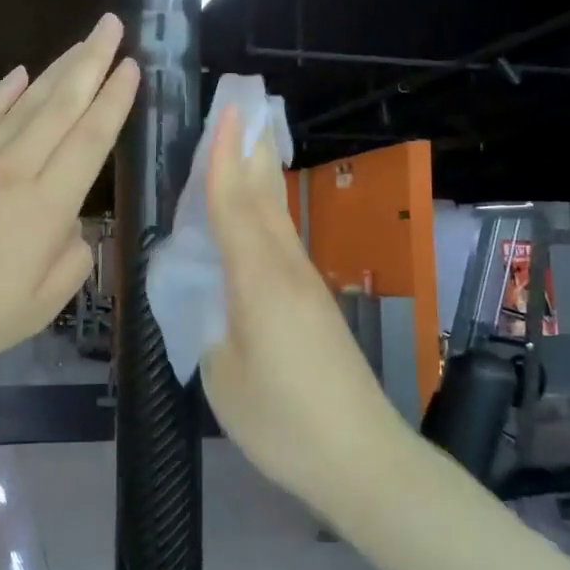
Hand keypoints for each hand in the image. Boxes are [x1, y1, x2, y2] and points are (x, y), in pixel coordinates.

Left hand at [0, 14, 139, 376]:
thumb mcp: (39, 307)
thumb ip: (71, 261)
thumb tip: (74, 226)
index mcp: (46, 208)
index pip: (90, 140)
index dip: (114, 101)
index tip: (132, 66)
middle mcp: (15, 170)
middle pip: (62, 106)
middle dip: (92, 62)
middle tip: (113, 25)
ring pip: (26, 103)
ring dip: (58, 68)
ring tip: (82, 41)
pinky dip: (3, 91)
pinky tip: (21, 73)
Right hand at [199, 110, 404, 508]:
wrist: (362, 459)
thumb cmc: (282, 421)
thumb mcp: (222, 374)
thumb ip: (208, 325)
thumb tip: (207, 298)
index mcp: (258, 281)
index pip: (234, 206)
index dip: (224, 160)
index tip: (225, 114)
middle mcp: (286, 270)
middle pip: (264, 200)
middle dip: (250, 154)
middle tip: (242, 110)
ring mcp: (307, 287)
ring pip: (279, 219)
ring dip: (262, 179)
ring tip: (251, 147)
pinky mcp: (317, 306)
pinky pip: (284, 244)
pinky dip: (268, 215)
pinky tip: (261, 219)